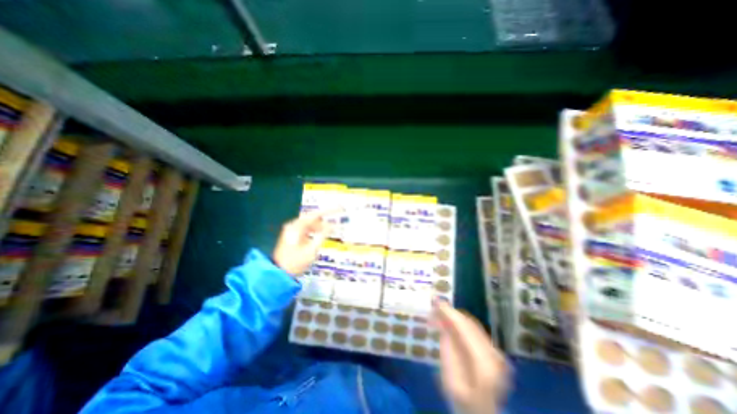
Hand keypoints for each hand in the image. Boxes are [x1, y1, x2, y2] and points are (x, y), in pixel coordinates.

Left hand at [272, 211, 332, 276]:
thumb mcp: (312, 249)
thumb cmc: (296, 262)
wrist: (279, 274)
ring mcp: (291, 230)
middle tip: (336, 224)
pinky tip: (320, 235)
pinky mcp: (292, 236)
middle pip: (312, 219)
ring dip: (319, 227)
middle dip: (324, 221)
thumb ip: (323, 235)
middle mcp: (293, 226)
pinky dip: (314, 231)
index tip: (339, 208)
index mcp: (296, 227)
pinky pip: (306, 229)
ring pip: (309, 224)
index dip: (328, 211)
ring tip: (329, 232)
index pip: (315, 215)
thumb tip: (333, 225)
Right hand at [433, 301, 510, 413]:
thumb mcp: (450, 379)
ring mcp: (497, 352)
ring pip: (472, 325)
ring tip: (439, 313)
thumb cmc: (463, 402)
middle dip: (451, 312)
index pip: (464, 327)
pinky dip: (461, 325)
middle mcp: (494, 353)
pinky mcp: (494, 352)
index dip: (449, 311)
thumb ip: (447, 348)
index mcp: (484, 362)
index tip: (435, 301)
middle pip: (469, 323)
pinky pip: (474, 331)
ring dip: (455, 317)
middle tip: (434, 305)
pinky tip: (450, 323)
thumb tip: (442, 321)